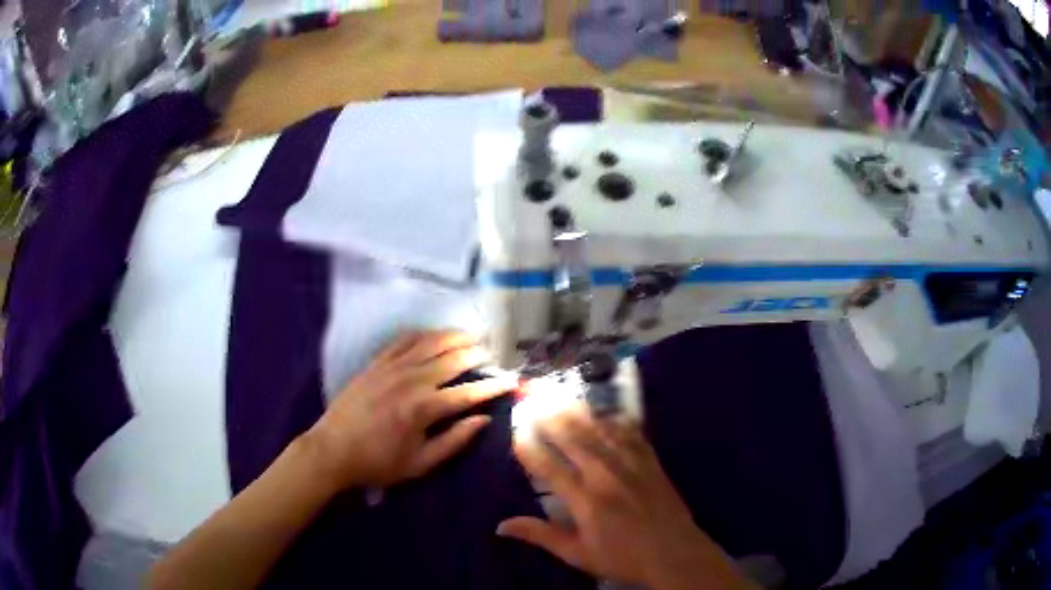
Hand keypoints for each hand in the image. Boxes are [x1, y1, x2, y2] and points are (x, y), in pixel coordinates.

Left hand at [301, 330, 515, 491]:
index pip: (469, 392)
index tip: (512, 380)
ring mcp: (392, 367)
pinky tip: (433, 335)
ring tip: (472, 335)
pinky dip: (423, 334)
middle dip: (478, 353)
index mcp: (424, 408)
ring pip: (430, 342)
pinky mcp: (376, 362)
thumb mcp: (420, 464)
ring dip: (454, 336)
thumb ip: (454, 441)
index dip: (494, 385)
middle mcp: (411, 380)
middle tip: (493, 353)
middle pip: (453, 358)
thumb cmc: (378, 463)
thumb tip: (482, 420)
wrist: (332, 450)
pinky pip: (404, 340)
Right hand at [497, 405, 756, 589]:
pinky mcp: (651, 462)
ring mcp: (631, 465)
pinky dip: (617, 421)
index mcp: (584, 500)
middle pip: (574, 439)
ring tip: (563, 399)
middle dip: (552, 419)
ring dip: (580, 414)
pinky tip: (608, 413)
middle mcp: (605, 475)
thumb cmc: (622, 558)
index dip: (529, 448)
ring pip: (601, 431)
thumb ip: (541, 536)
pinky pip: (632, 434)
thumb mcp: (577, 554)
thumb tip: (501, 526)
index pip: (548, 467)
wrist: (675, 554)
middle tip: (535, 402)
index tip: (515, 432)